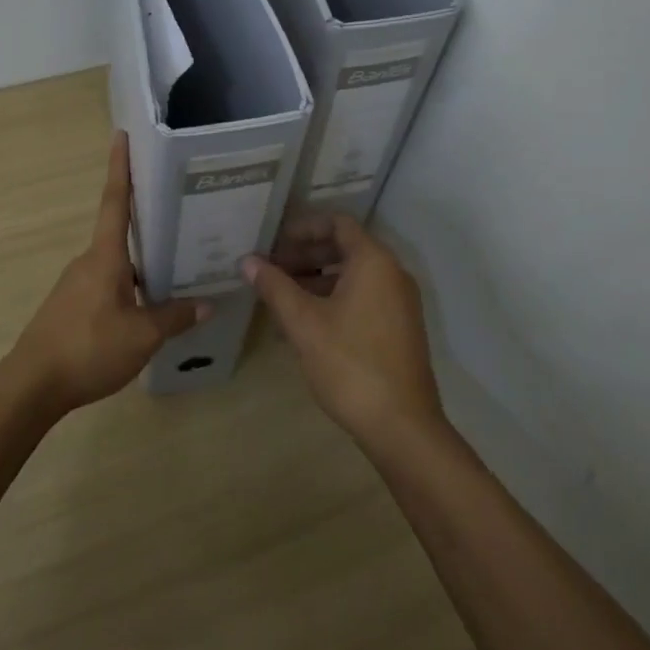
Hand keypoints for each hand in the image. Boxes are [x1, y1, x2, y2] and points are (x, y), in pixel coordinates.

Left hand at [8, 133, 205, 414]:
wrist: (32, 385)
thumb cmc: (88, 349)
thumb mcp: (142, 336)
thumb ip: (175, 317)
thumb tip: (207, 303)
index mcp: (105, 257)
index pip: (114, 201)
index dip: (120, 168)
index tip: (121, 136)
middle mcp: (89, 261)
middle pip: (120, 231)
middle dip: (146, 219)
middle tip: (179, 210)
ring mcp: (77, 283)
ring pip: (116, 262)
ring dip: (141, 260)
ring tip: (175, 264)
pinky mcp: (71, 306)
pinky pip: (107, 283)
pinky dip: (129, 284)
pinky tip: (147, 304)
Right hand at [244, 215, 443, 444]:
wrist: (402, 426)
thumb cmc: (350, 364)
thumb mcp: (304, 323)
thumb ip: (275, 287)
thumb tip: (247, 261)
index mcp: (374, 261)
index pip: (338, 223)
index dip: (304, 228)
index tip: (274, 242)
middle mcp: (392, 274)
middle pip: (345, 248)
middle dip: (305, 256)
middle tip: (270, 269)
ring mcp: (399, 303)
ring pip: (352, 276)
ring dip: (316, 280)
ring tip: (280, 297)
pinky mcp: (399, 329)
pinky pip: (363, 298)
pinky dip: (333, 300)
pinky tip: (304, 325)